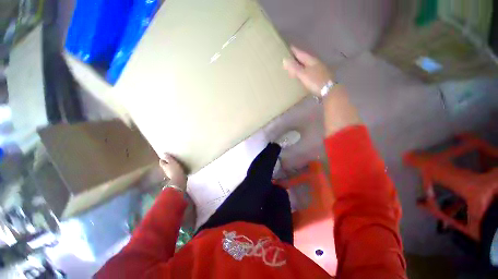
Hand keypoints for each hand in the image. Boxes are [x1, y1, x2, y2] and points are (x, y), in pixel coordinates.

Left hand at [160, 154, 187, 190]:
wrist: (179, 180)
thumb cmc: (175, 169)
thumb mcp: (172, 162)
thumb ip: (168, 158)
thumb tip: (164, 153)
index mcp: (164, 166)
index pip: (161, 162)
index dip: (163, 159)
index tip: (165, 157)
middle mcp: (165, 170)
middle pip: (165, 166)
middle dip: (167, 163)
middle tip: (171, 160)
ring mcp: (170, 174)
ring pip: (170, 169)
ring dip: (172, 167)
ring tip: (176, 164)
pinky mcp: (175, 177)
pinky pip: (175, 172)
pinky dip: (176, 170)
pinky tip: (179, 169)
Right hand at [283, 46, 333, 96]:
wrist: (329, 90)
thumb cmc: (315, 81)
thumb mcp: (303, 74)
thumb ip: (294, 67)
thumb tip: (284, 59)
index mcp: (311, 60)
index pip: (300, 53)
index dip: (293, 50)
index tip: (287, 48)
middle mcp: (315, 62)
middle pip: (304, 58)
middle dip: (296, 58)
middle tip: (288, 59)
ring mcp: (318, 68)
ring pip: (306, 64)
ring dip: (300, 65)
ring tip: (293, 67)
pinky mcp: (319, 75)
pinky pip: (309, 70)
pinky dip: (303, 71)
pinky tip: (301, 75)